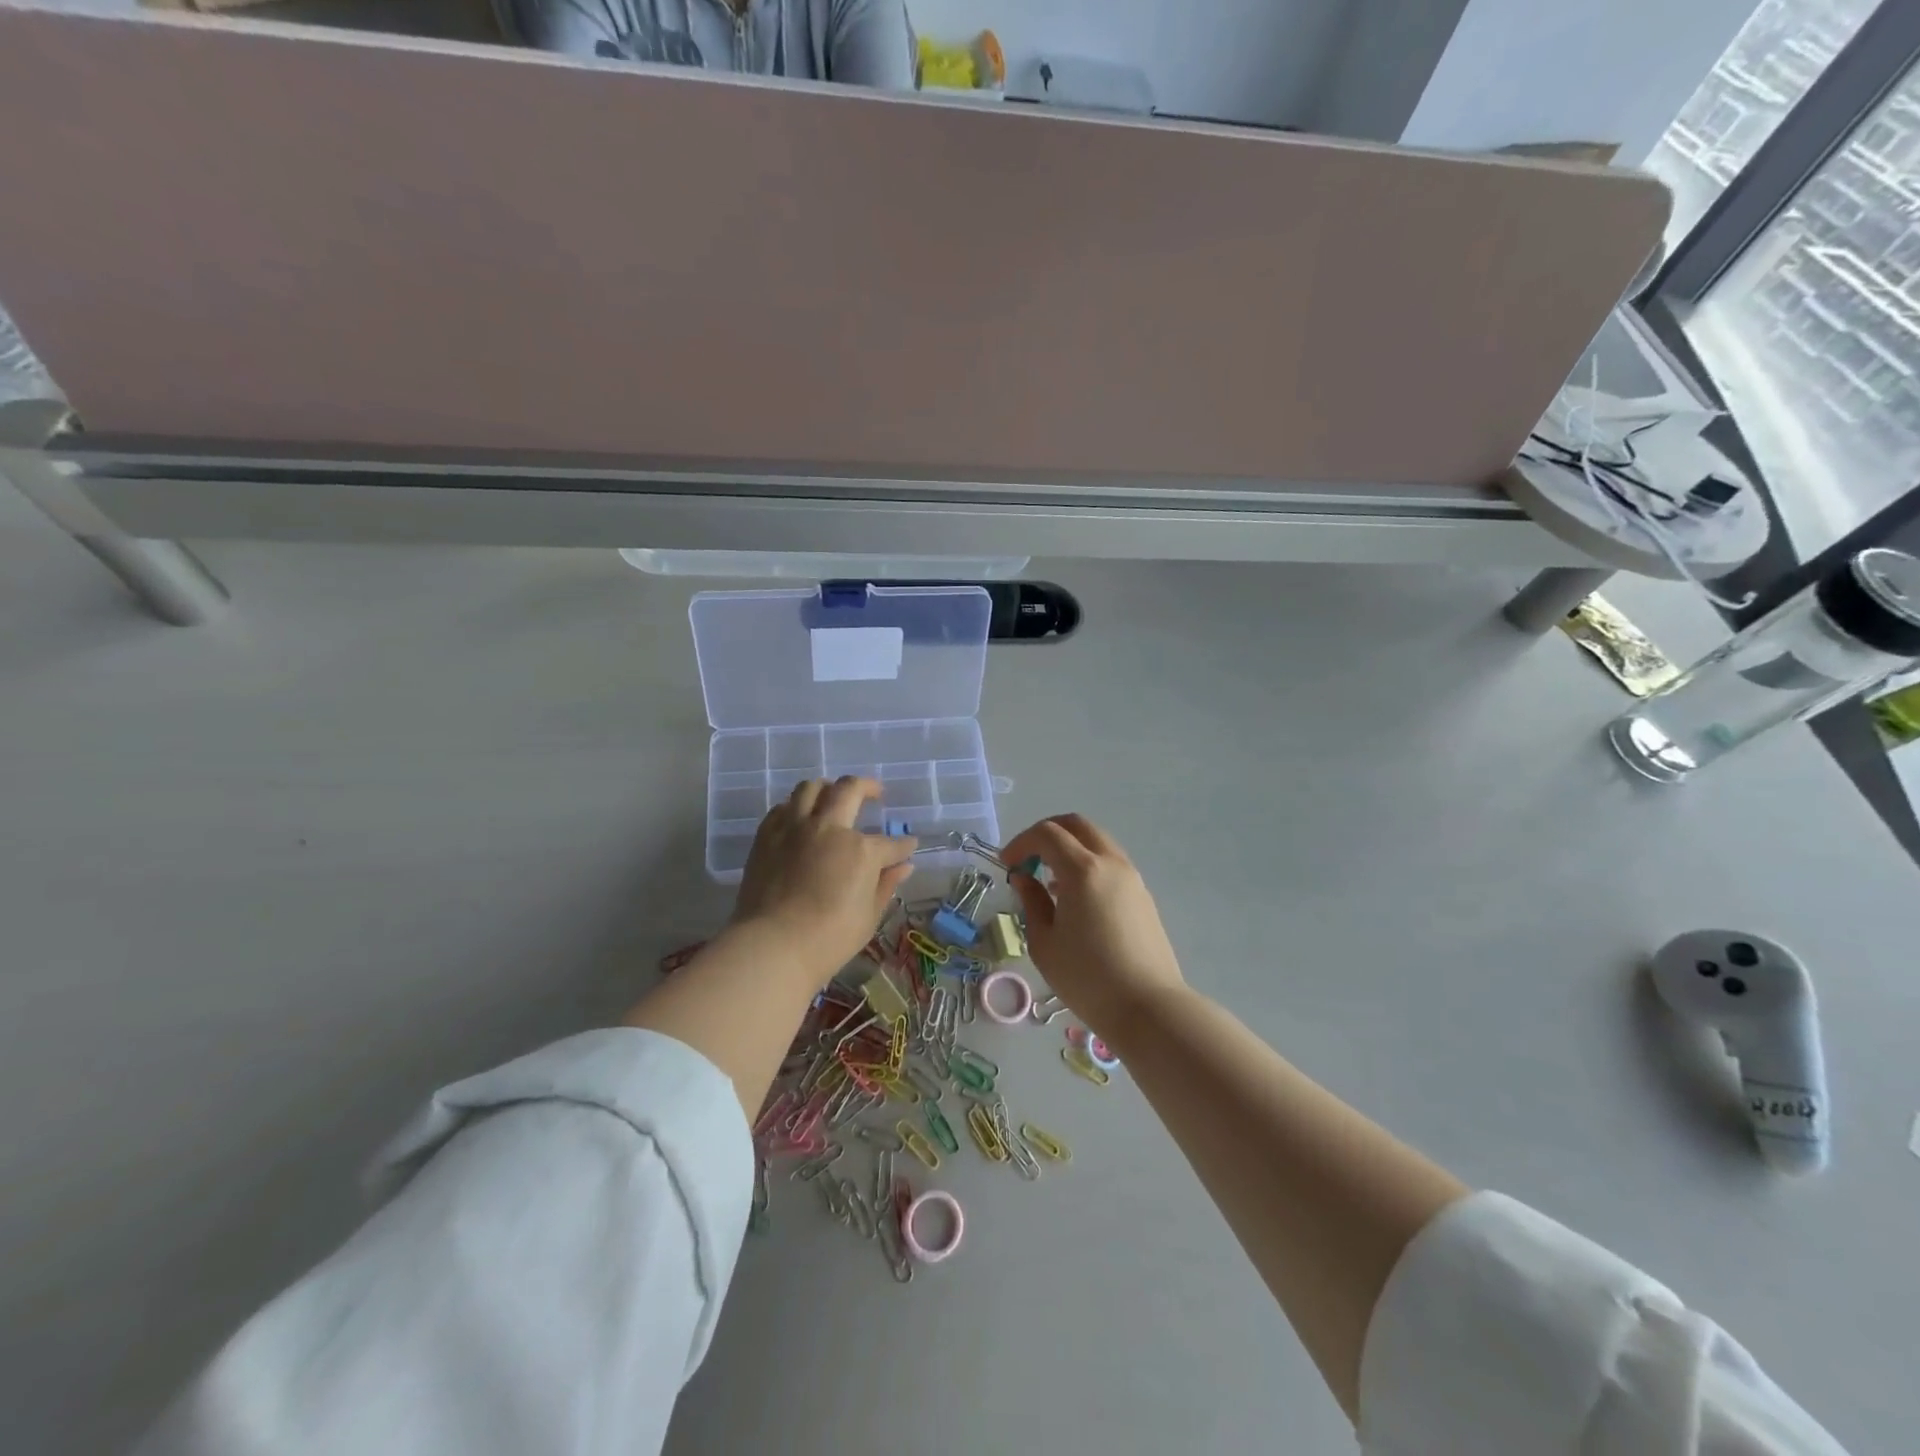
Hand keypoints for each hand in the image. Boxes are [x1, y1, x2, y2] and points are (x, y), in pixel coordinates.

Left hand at [732, 777, 915, 986]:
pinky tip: (801, 819)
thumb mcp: (868, 916)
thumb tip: (903, 867)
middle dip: (868, 787)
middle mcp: (829, 827)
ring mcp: (794, 828)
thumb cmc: (829, 938)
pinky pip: (783, 807)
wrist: (772, 945)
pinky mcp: (767, 836)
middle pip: (850, 790)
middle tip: (875, 793)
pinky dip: (796, 807)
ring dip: (828, 788)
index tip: (908, 846)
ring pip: (811, 787)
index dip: (903, 846)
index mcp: (861, 850)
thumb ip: (885, 885)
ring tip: (834, 797)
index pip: (891, 843)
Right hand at [1004, 813, 1186, 1035]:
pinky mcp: (1142, 895)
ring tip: (1049, 882)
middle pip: (1077, 825)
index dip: (1021, 843)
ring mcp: (1131, 878)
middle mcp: (1110, 863)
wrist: (1147, 1008)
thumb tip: (1024, 878)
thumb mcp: (1044, 942)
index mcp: (1083, 870)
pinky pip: (1110, 863)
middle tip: (1027, 859)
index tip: (1006, 864)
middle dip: (1047, 833)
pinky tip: (1075, 898)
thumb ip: (1031, 902)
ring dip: (1069, 849)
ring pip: (1097, 842)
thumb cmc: (1087, 978)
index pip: (1047, 834)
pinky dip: (1087, 865)